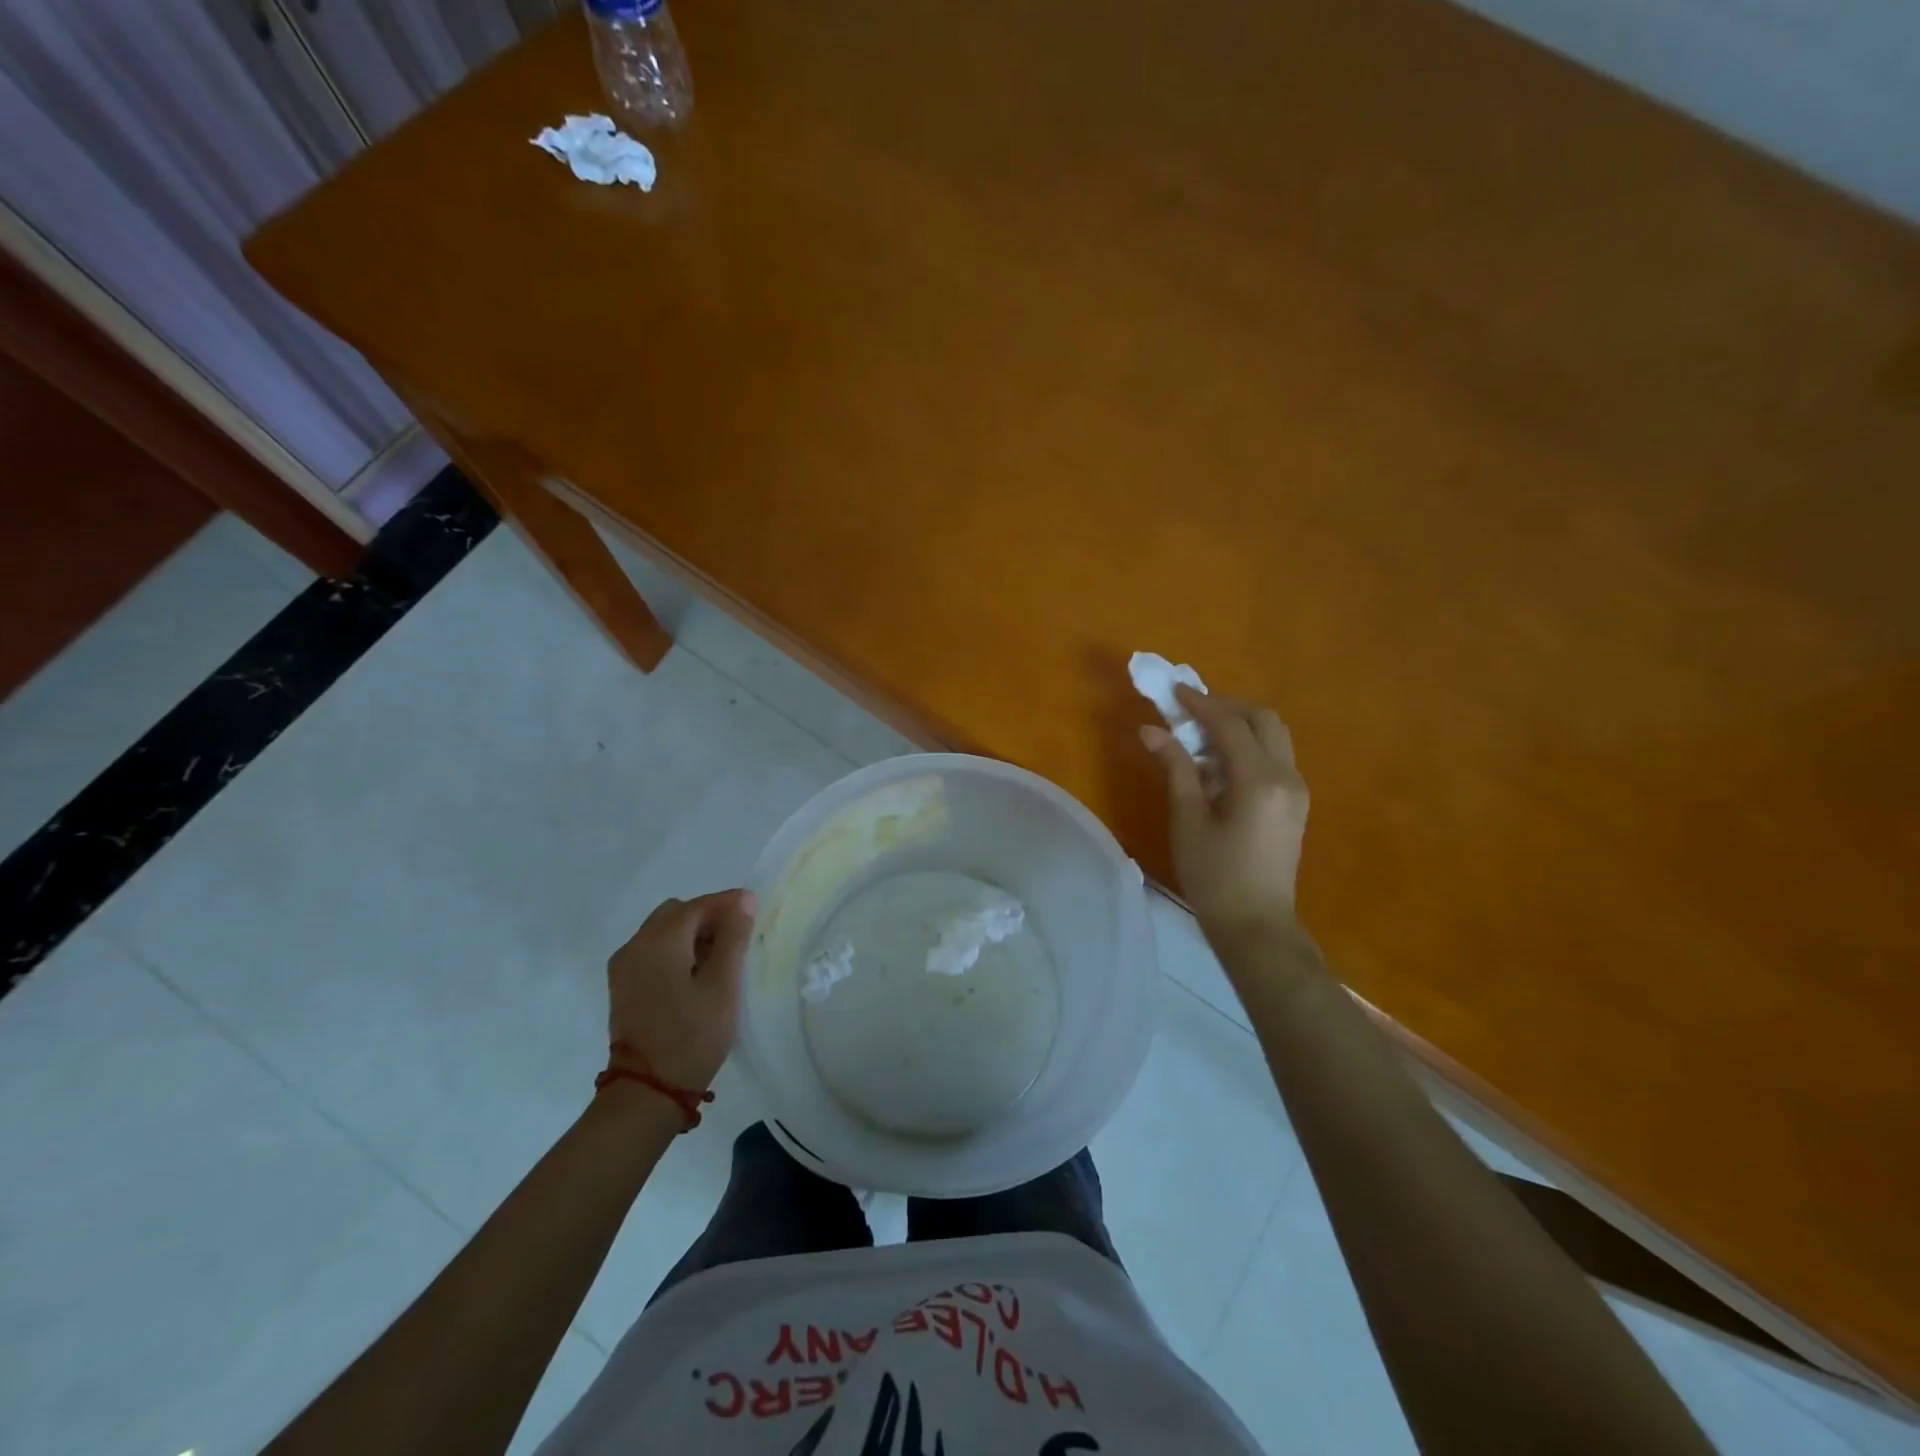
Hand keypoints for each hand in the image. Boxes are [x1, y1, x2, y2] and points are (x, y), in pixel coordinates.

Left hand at [606, 890, 755, 1090]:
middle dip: (708, 917)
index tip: (755, 909)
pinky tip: (695, 975)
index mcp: (659, 941)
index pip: (698, 905)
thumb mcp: (723, 985)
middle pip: (677, 913)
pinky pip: (652, 951)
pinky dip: (675, 951)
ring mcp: (624, 967)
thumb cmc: (692, 1035)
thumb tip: (743, 899)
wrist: (647, 1091)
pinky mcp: (623, 986)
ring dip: (691, 934)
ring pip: (663, 931)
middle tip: (737, 939)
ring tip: (719, 960)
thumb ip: (733, 937)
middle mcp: (635, 945)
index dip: (728, 903)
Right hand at [1141, 683, 1309, 940]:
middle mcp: (1287, 776)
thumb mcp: (1188, 819)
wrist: (1256, 925)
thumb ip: (1175, 768)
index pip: (1231, 725)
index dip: (1200, 704)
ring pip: (1274, 736)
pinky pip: (1275, 757)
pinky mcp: (1295, 803)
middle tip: (1191, 710)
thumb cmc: (1214, 875)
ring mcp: (1297, 790)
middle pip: (1264, 720)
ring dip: (1241, 725)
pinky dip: (1249, 746)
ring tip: (1202, 734)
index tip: (1172, 691)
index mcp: (1259, 780)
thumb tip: (1151, 730)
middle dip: (1227, 707)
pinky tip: (1220, 763)